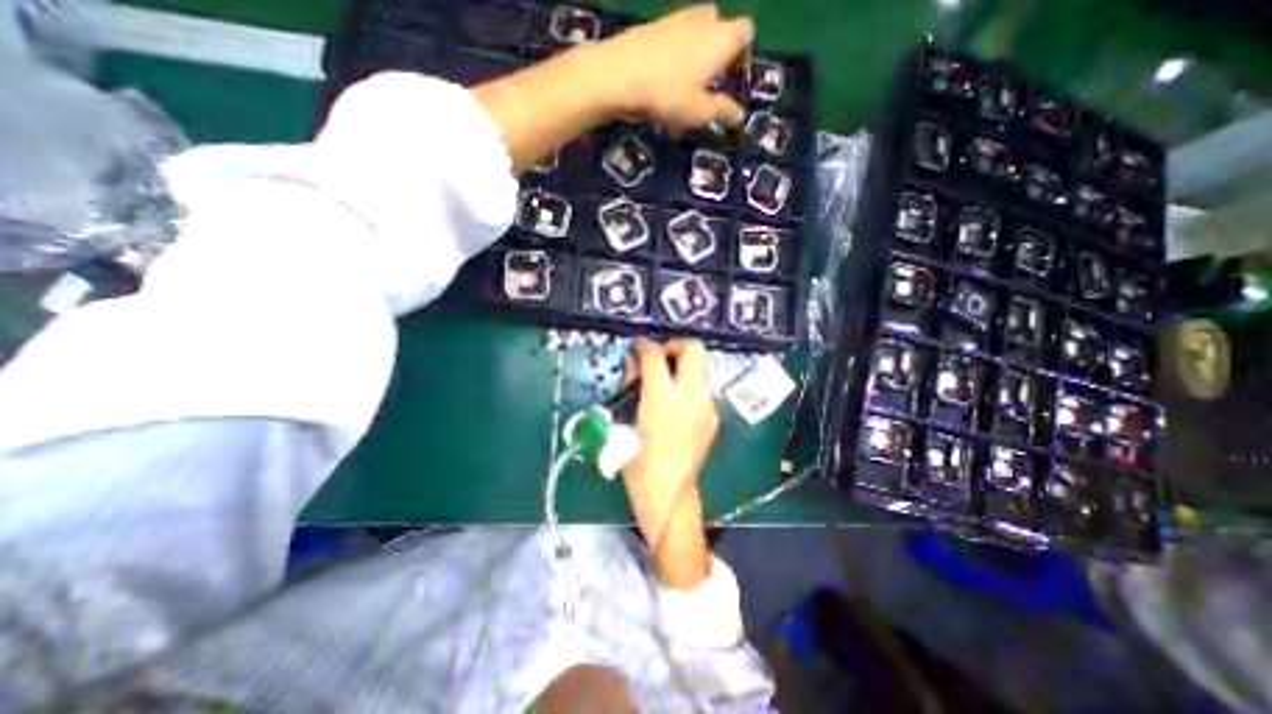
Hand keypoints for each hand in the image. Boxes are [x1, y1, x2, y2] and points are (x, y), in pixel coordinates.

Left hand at [590, 3, 753, 130]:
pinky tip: (661, 83)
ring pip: (694, 33)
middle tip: (707, 82)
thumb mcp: (699, 112)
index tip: (733, 77)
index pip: (746, 31)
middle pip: (719, 27)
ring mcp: (676, 18)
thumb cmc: (668, 94)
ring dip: (694, 55)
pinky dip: (673, 57)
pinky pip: (673, 39)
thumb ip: (722, 111)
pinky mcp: (653, 26)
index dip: (743, 53)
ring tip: (682, 87)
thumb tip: (738, 115)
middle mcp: (703, 19)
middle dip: (717, 50)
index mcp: (721, 37)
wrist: (619, 75)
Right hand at [626, 341, 718, 589]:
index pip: (654, 355)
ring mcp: (706, 406)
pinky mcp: (713, 416)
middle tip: (658, 356)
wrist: (668, 494)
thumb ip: (634, 389)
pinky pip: (703, 387)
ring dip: (683, 363)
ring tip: (666, 376)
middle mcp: (690, 396)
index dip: (643, 346)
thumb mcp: (624, 422)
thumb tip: (638, 369)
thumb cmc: (638, 463)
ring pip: (702, 365)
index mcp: (662, 398)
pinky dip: (689, 383)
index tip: (637, 347)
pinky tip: (676, 399)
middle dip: (673, 345)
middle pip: (692, 348)